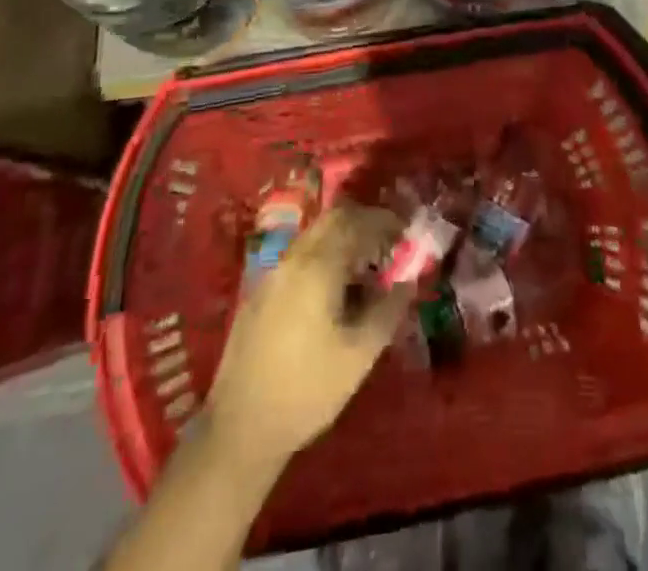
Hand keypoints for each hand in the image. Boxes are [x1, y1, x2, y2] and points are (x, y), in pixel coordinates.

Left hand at [204, 202, 413, 470]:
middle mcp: (292, 258)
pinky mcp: (260, 291)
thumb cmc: (307, 391)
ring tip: (365, 271)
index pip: (356, 221)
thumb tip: (408, 281)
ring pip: (314, 236)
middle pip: (333, 219)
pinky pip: (299, 256)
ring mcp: (272, 272)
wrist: (239, 429)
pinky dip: (323, 257)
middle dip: (364, 224)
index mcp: (317, 267)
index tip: (406, 234)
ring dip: (343, 240)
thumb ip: (388, 310)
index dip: (385, 221)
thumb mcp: (360, 355)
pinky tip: (334, 291)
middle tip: (388, 246)